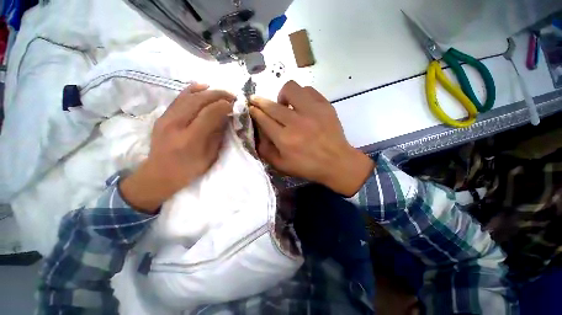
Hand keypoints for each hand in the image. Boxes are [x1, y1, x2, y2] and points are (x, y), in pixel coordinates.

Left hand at [120, 83, 235, 212]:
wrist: (159, 173)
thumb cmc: (189, 169)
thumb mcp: (210, 156)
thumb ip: (218, 135)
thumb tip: (226, 117)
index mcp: (190, 138)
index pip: (210, 113)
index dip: (224, 106)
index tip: (236, 105)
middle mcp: (176, 124)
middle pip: (199, 100)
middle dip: (219, 95)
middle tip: (232, 96)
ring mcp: (166, 118)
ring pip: (188, 96)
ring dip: (208, 91)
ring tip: (222, 92)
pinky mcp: (162, 116)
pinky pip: (179, 98)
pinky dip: (192, 90)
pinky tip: (202, 86)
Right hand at [250, 81, 373, 196]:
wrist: (337, 162)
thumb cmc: (308, 166)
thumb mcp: (282, 166)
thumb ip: (266, 150)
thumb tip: (258, 133)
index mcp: (285, 139)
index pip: (263, 119)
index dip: (254, 111)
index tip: (251, 107)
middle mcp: (296, 123)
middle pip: (272, 105)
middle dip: (259, 101)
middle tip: (256, 100)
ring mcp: (312, 112)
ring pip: (290, 89)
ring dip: (282, 95)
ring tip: (285, 104)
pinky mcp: (325, 106)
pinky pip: (308, 90)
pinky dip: (301, 95)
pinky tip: (301, 104)